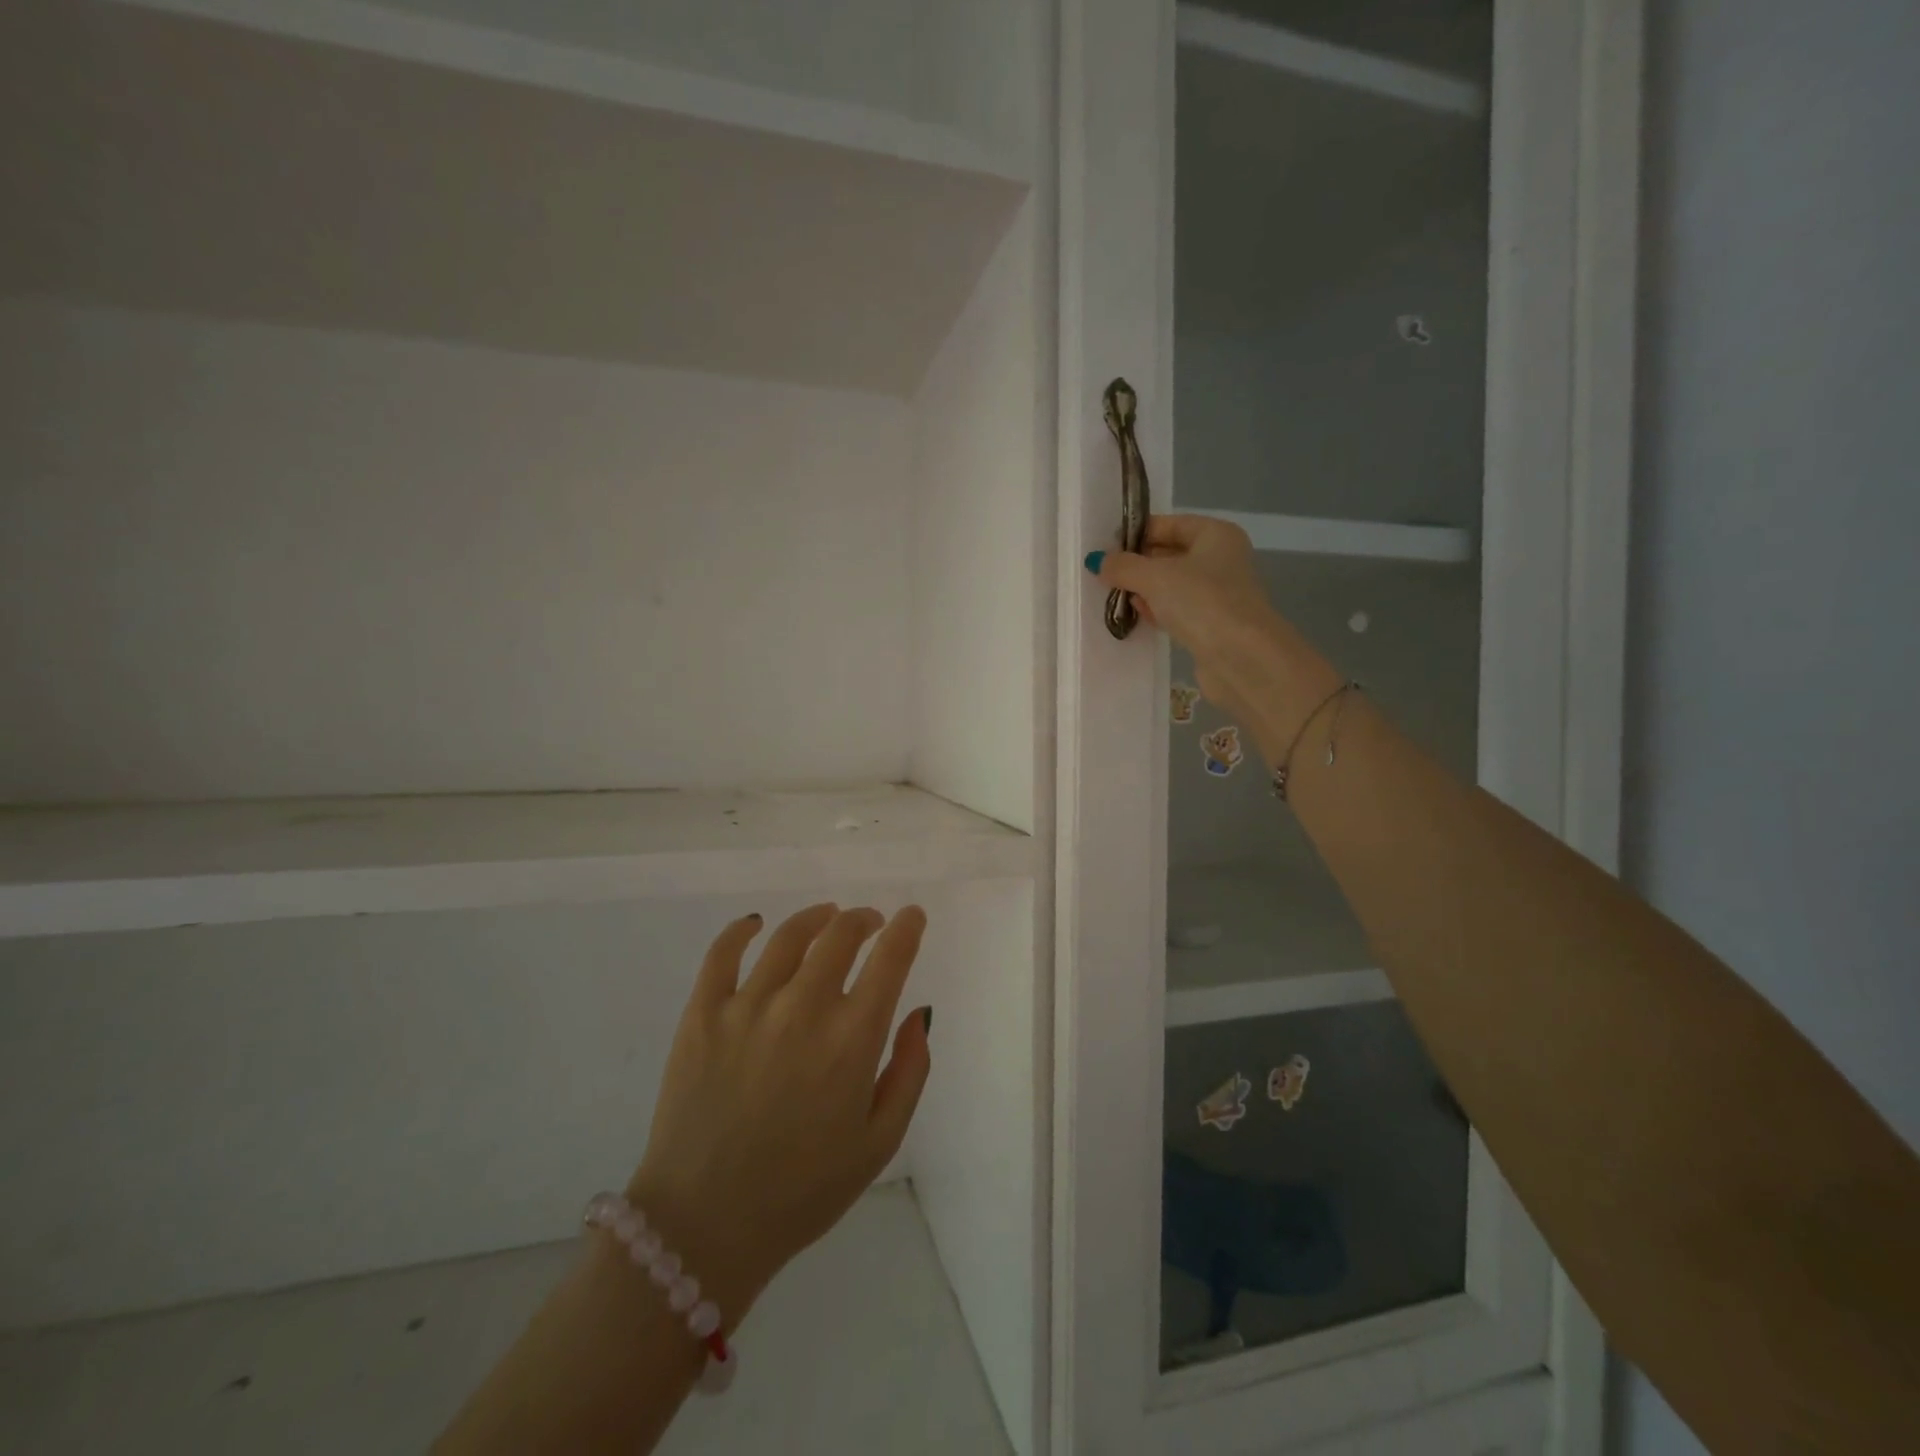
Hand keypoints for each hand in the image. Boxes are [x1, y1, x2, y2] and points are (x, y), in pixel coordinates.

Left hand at [625, 904, 931, 1323]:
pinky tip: (754, 924)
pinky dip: (741, 929)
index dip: (906, 928)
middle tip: (869, 923)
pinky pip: (723, 953)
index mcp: (851, 1040)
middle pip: (840, 934)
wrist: (704, 1227)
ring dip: (817, 918)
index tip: (912, 916)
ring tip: (826, 917)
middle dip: (863, 920)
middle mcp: (803, 1008)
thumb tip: (918, 1013)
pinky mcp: (702, 1014)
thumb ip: (909, 1071)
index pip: (890, 959)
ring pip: (789, 936)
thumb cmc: (803, 1191)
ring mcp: (748, 1006)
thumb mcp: (879, 1142)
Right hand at [1091, 514, 1294, 721]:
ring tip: (1114, 598)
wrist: (1241, 656)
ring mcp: (1218, 593)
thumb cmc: (1201, 602)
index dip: (1136, 534)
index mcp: (1215, 534)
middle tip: (1104, 576)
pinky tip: (1137, 618)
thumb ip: (1123, 567)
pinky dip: (1157, 611)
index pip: (1168, 524)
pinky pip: (1177, 610)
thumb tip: (1097, 561)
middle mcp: (1221, 558)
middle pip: (1169, 554)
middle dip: (1137, 565)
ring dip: (1144, 591)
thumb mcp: (1154, 577)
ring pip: (1171, 585)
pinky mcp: (1211, 623)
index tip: (1105, 550)